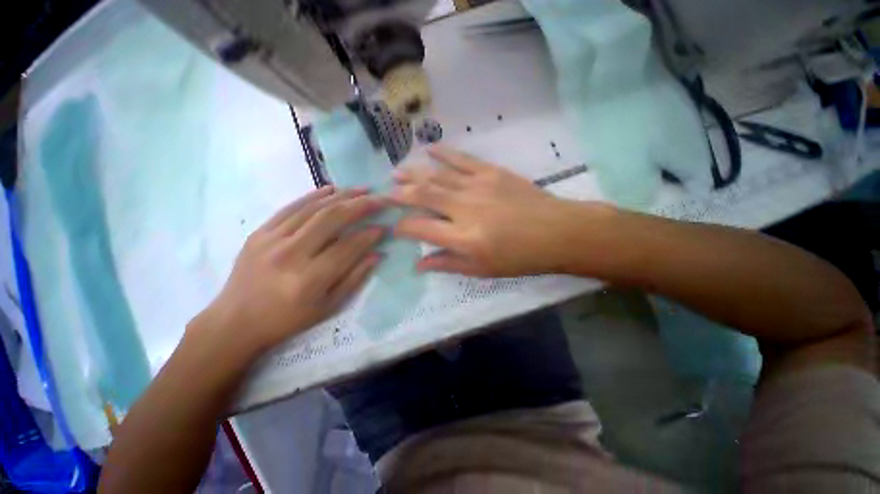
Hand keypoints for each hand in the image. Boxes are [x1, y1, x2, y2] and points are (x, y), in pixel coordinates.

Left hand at [195, 187, 385, 354]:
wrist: (235, 321)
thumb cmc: (287, 319)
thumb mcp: (328, 306)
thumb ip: (355, 278)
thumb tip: (378, 254)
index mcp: (309, 278)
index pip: (348, 247)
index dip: (370, 235)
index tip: (385, 227)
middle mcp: (291, 254)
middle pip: (332, 219)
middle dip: (361, 205)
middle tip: (380, 199)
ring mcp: (272, 239)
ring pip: (313, 208)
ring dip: (342, 196)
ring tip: (363, 189)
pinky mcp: (260, 231)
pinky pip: (291, 207)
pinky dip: (314, 195)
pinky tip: (332, 189)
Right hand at [393, 146, 604, 276]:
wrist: (557, 232)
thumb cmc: (520, 258)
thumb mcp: (483, 270)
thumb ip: (448, 265)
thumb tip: (419, 265)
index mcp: (464, 239)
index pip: (421, 229)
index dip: (403, 228)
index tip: (396, 228)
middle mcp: (465, 210)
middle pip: (423, 196)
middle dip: (400, 194)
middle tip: (386, 192)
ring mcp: (478, 187)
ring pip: (437, 176)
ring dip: (414, 173)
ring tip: (397, 171)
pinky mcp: (491, 172)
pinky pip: (461, 159)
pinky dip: (443, 153)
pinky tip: (428, 150)